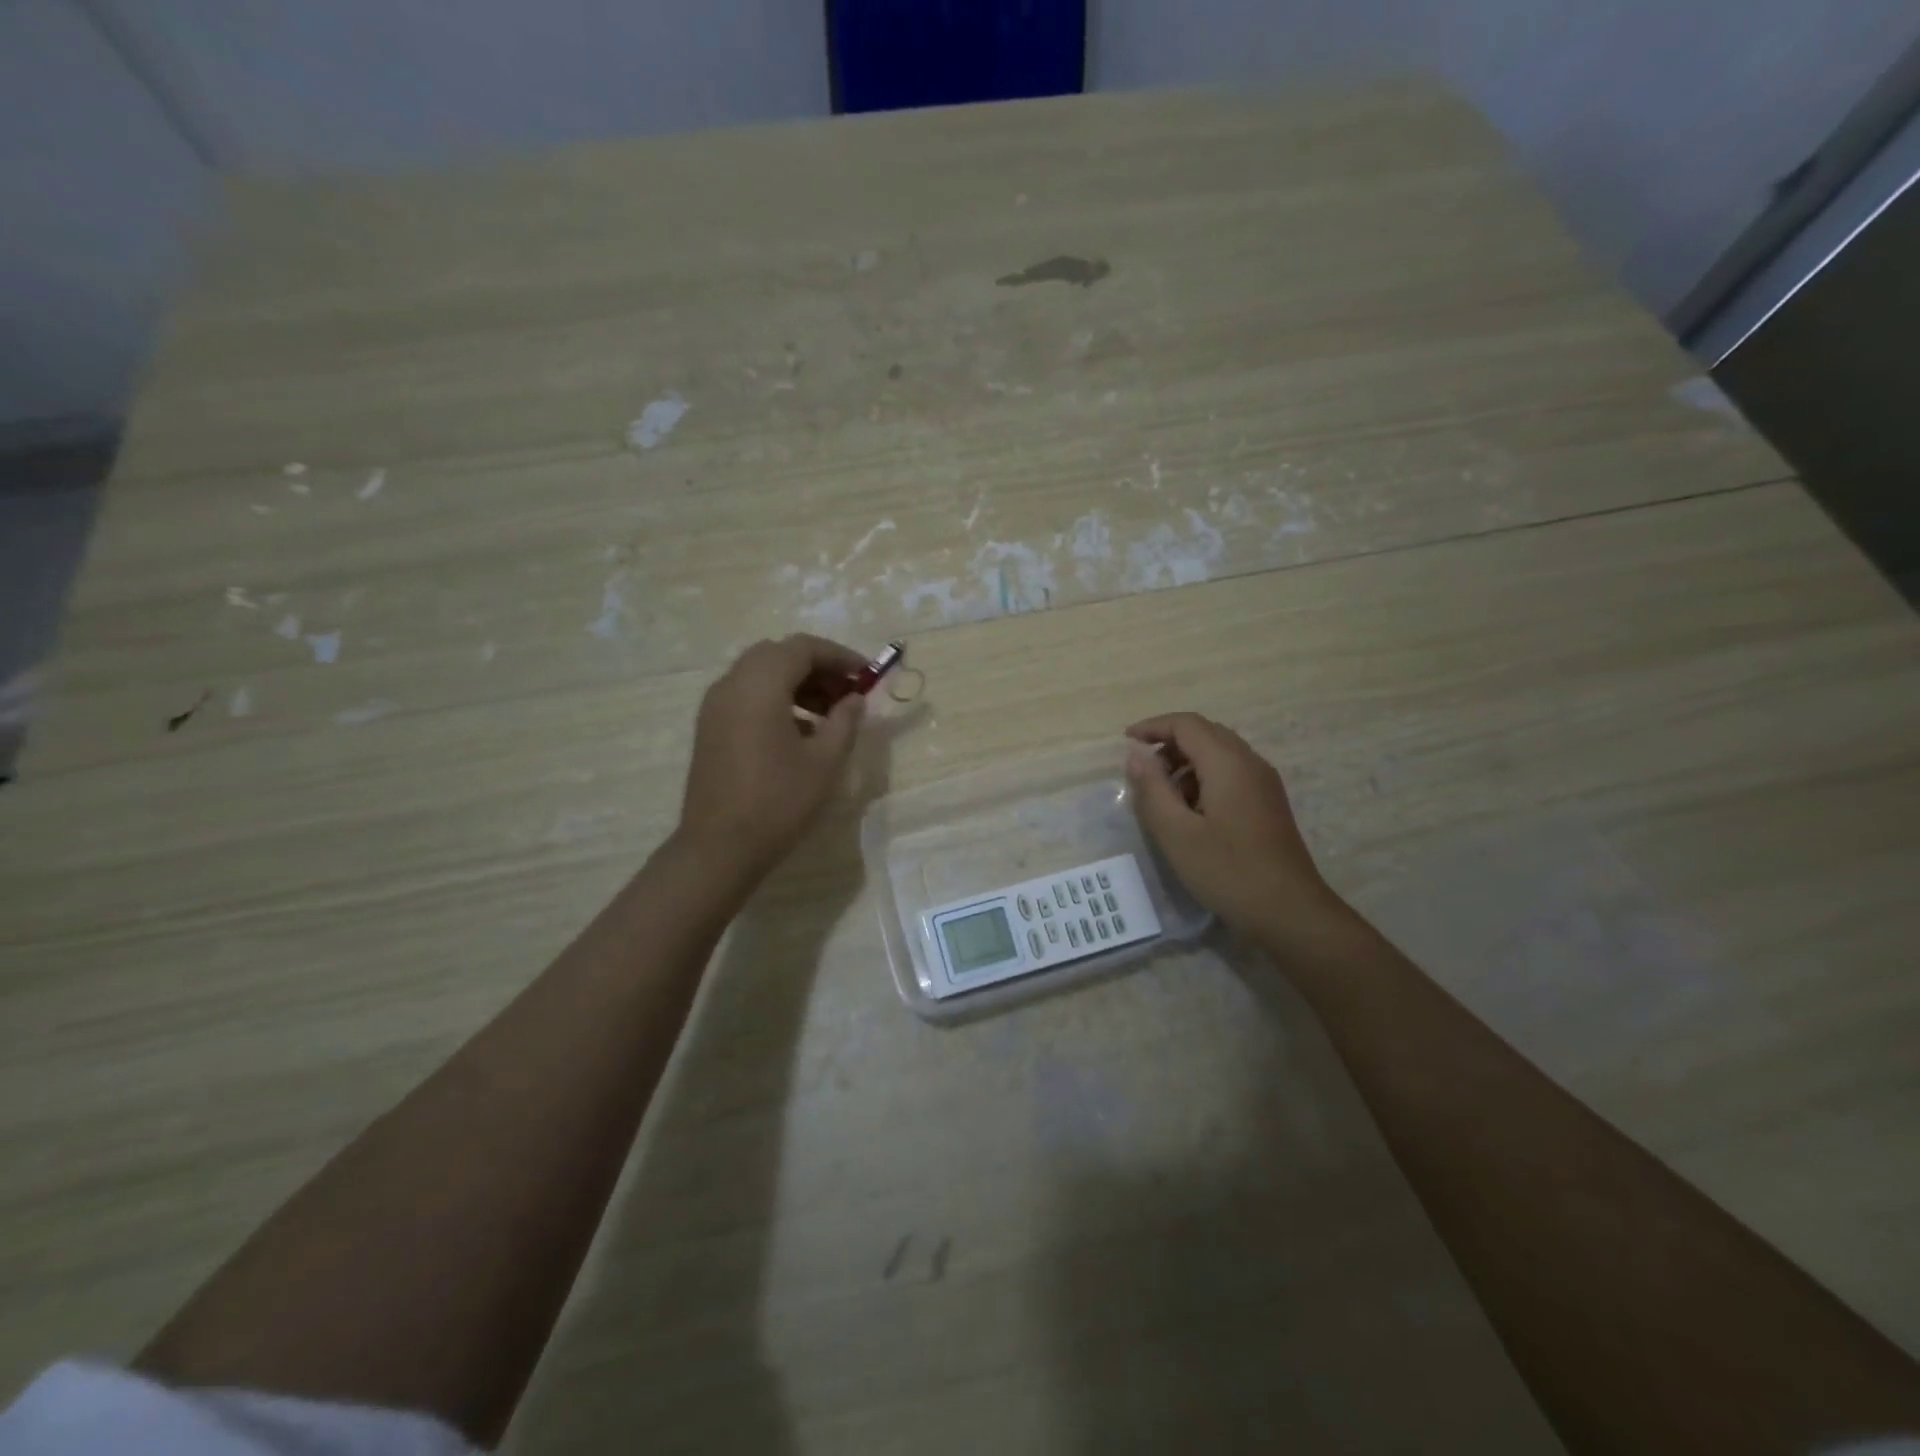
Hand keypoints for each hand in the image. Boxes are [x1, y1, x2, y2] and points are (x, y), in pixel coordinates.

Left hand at [675, 635, 866, 886]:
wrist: (719, 847)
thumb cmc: (778, 801)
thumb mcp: (825, 761)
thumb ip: (844, 721)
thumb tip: (854, 699)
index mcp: (760, 685)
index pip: (802, 648)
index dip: (839, 656)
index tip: (866, 676)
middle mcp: (732, 684)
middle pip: (779, 655)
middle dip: (817, 667)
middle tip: (848, 693)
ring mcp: (715, 706)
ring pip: (761, 674)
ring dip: (797, 684)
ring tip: (830, 715)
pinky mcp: (710, 728)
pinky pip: (747, 696)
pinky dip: (776, 700)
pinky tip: (801, 732)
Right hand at [1124, 713, 1346, 944]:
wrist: (1289, 912)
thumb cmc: (1227, 871)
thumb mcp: (1176, 833)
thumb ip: (1152, 789)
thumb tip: (1136, 754)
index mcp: (1228, 764)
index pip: (1186, 724)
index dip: (1153, 726)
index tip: (1125, 741)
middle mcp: (1250, 763)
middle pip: (1205, 733)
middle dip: (1169, 742)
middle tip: (1142, 768)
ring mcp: (1264, 784)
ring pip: (1220, 753)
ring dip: (1186, 762)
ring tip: (1162, 794)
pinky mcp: (1268, 803)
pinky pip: (1231, 773)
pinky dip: (1204, 777)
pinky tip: (1190, 811)